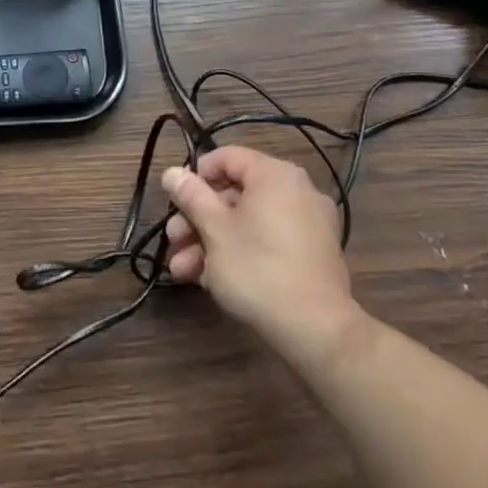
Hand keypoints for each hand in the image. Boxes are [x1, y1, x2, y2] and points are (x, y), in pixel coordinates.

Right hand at [161, 147, 365, 370]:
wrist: (316, 330)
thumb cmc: (258, 268)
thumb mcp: (214, 229)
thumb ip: (191, 196)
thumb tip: (171, 172)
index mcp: (275, 175)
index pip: (227, 157)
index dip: (196, 175)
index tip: (175, 200)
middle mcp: (295, 191)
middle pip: (234, 194)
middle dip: (197, 219)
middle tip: (172, 240)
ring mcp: (307, 224)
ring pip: (247, 222)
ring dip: (210, 241)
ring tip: (182, 270)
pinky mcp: (310, 255)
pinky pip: (267, 241)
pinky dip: (239, 252)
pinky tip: (209, 279)